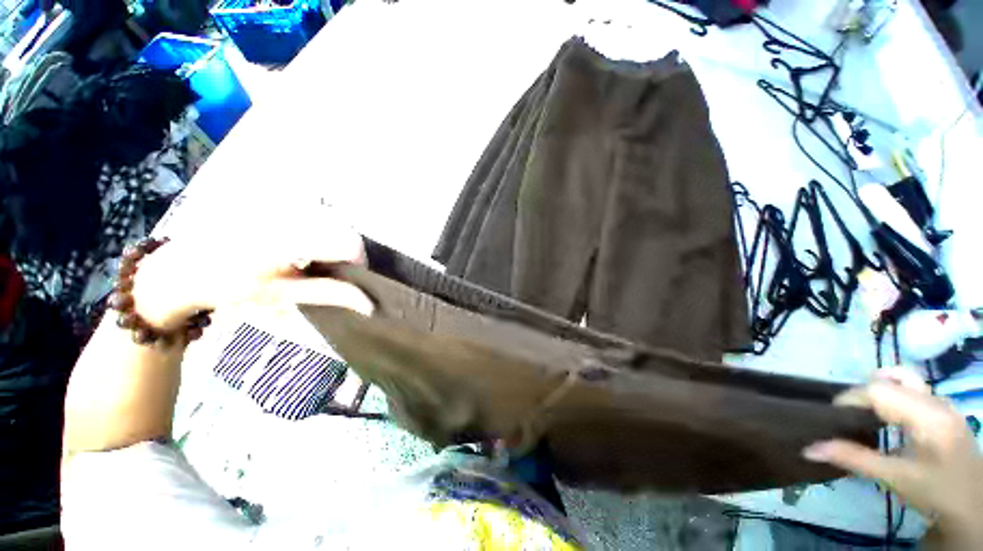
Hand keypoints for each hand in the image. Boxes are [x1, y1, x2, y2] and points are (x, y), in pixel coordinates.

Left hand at [132, 202, 373, 329]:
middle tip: (334, 273)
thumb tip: (369, 304)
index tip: (353, 280)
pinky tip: (303, 246)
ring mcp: (283, 205)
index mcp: (292, 240)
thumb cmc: (231, 285)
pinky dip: (321, 231)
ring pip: (334, 221)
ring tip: (317, 261)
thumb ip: (330, 294)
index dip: (360, 262)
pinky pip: (316, 214)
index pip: (350, 243)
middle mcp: (291, 214)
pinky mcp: (277, 203)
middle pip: (345, 230)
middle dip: (348, 253)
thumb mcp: (283, 294)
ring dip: (336, 242)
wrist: (184, 266)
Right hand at [803, 368, 982, 544]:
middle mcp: (937, 401)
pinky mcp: (945, 410)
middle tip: (850, 416)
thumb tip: (809, 448)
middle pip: (892, 378)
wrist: (974, 507)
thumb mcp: (896, 479)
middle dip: (864, 392)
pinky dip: (894, 396)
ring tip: (867, 414)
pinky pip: (914, 390)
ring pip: (905, 379)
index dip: (850, 398)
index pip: (879, 389)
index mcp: (928, 415)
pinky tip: (890, 419)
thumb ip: (854, 459)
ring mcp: (944, 404)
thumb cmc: (935, 493)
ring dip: (881, 391)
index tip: (832, 417)